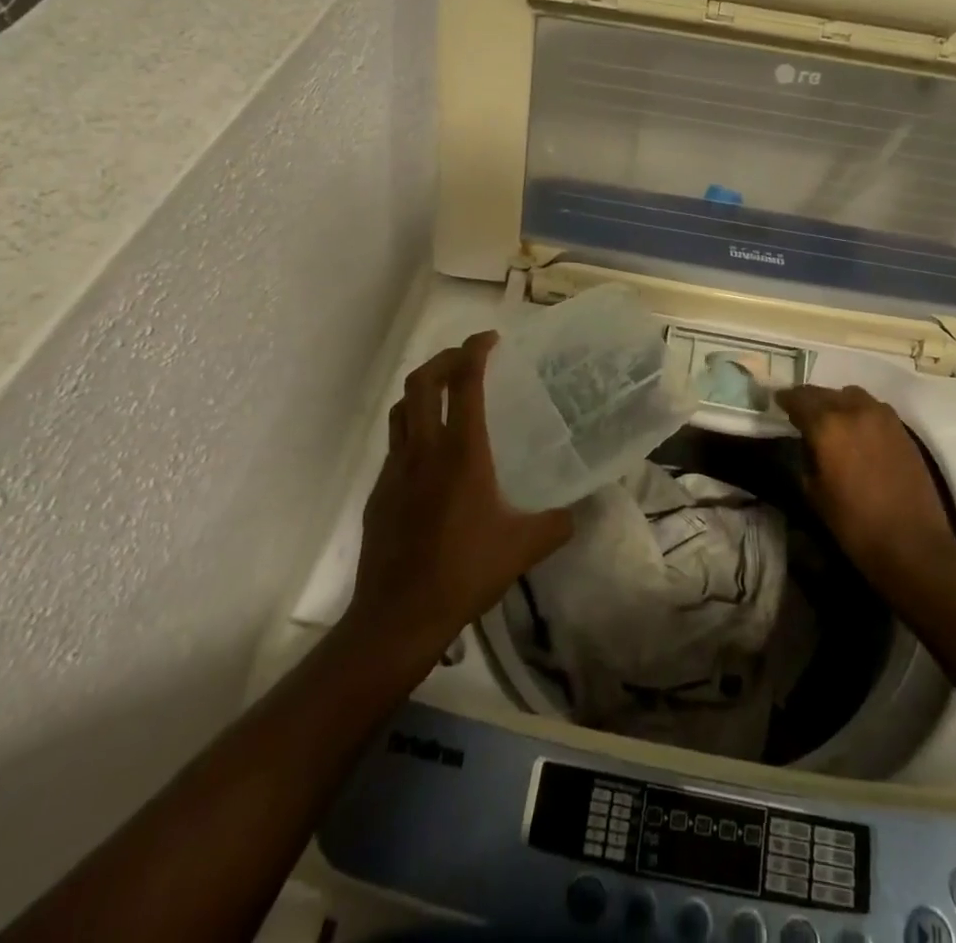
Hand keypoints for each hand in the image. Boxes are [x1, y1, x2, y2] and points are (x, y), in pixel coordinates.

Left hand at [345, 332, 572, 657]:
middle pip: (421, 382)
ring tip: (445, 395)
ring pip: (401, 409)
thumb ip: (557, 523)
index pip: (464, 383)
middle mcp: (424, 450)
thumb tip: (577, 512)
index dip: (475, 351)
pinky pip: (394, 444)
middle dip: (444, 359)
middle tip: (467, 359)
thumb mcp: (523, 547)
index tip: (490, 339)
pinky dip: (413, 429)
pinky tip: (431, 457)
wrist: (398, 616)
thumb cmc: (465, 572)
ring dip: (422, 390)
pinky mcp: (379, 492)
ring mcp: (395, 469)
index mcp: (462, 452)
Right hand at [775, 384, 955, 583]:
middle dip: (809, 400)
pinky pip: (872, 408)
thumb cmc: (854, 523)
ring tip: (831, 420)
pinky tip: (856, 431)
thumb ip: (805, 456)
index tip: (778, 404)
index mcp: (827, 425)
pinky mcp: (901, 428)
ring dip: (836, 402)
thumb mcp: (814, 492)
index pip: (798, 399)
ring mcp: (882, 416)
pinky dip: (858, 412)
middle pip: (824, 393)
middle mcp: (854, 410)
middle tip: (800, 412)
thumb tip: (806, 442)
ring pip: (851, 395)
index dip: (785, 400)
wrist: (911, 542)